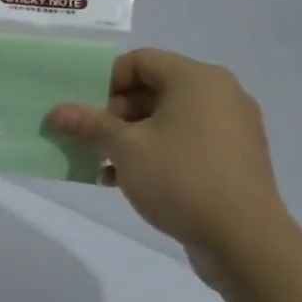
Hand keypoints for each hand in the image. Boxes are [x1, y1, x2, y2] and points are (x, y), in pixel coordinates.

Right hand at [45, 49, 288, 263]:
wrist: (245, 240)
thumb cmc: (182, 178)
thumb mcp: (126, 148)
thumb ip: (90, 125)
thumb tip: (57, 111)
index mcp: (197, 80)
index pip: (141, 61)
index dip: (105, 79)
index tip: (81, 106)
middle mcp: (220, 95)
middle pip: (154, 89)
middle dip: (114, 112)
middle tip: (86, 136)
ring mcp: (231, 128)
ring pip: (168, 119)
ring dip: (130, 135)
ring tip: (100, 161)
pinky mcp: (234, 159)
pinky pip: (186, 142)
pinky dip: (156, 152)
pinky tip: (127, 179)